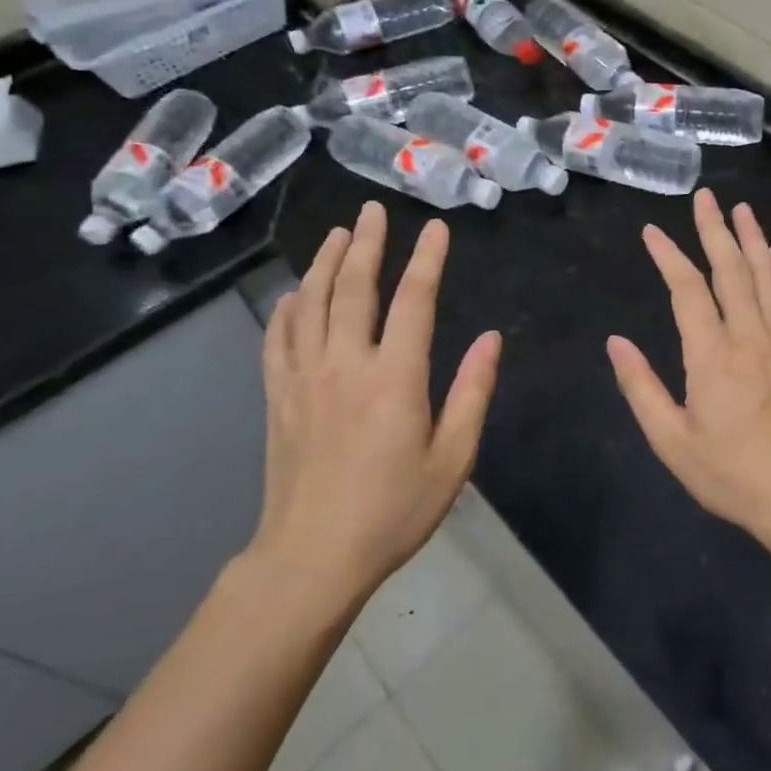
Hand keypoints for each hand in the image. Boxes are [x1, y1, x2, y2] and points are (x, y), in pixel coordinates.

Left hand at [244, 201, 501, 611]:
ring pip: (312, 304)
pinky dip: (287, 309)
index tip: (435, 227)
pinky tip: (294, 294)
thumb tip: (491, 339)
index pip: (414, 301)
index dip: (426, 260)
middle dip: (368, 244)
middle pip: (354, 289)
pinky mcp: (279, 397)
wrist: (311, 559)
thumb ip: (472, 393)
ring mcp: (305, 378)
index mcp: (394, 378)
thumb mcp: (452, 459)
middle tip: (374, 210)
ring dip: (325, 263)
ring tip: (339, 234)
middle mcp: (346, 364)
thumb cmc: (393, 511)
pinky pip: (278, 339)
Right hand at [608, 188, 770, 545]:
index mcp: (713, 355)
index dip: (668, 256)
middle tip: (706, 197)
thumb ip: (641, 388)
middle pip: (731, 269)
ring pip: (766, 277)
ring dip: (753, 239)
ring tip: (743, 209)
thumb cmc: (732, 474)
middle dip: (715, 230)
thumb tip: (615, 343)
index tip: (651, 231)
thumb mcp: (672, 441)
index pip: (687, 290)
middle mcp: (750, 336)